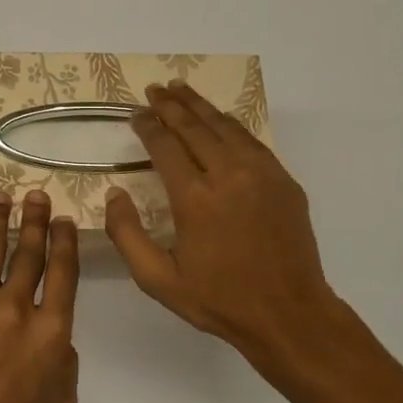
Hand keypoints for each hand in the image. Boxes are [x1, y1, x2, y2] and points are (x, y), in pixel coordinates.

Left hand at [0, 189, 79, 402]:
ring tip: (1, 196)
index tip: (63, 219)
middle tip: (36, 194)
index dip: (64, 241)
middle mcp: (18, 306)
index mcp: (53, 329)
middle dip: (35, 220)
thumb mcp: (65, 397)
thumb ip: (64, 355)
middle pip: (30, 252)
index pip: (64, 271)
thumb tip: (54, 331)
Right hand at [105, 81, 339, 378]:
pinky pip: (251, 140)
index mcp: (195, 198)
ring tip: (180, 89)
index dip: (148, 126)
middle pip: (194, 127)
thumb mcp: (158, 280)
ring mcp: (261, 174)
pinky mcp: (283, 180)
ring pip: (225, 126)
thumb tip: (114, 194)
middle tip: (154, 90)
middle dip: (171, 105)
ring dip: (199, 105)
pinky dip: (229, 123)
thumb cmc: (218, 299)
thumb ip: (127, 235)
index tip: (136, 114)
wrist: (289, 314)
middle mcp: (228, 175)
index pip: (165, 146)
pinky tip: (219, 118)